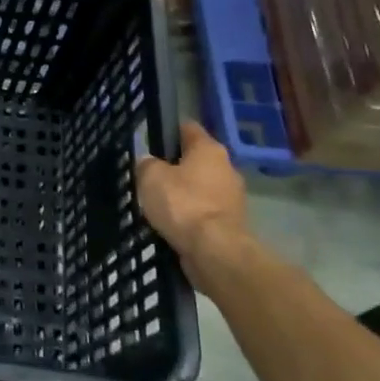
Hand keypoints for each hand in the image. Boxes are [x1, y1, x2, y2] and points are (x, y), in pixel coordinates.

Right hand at [136, 121, 252, 282]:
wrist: (215, 251)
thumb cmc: (182, 204)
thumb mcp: (150, 177)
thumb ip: (146, 164)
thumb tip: (149, 163)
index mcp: (209, 149)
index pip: (188, 128)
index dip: (168, 131)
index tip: (151, 140)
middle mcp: (227, 168)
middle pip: (196, 159)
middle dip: (175, 167)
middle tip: (150, 176)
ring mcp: (233, 197)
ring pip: (201, 187)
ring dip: (184, 193)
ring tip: (158, 204)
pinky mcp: (232, 224)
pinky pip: (205, 212)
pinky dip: (191, 216)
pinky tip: (173, 224)